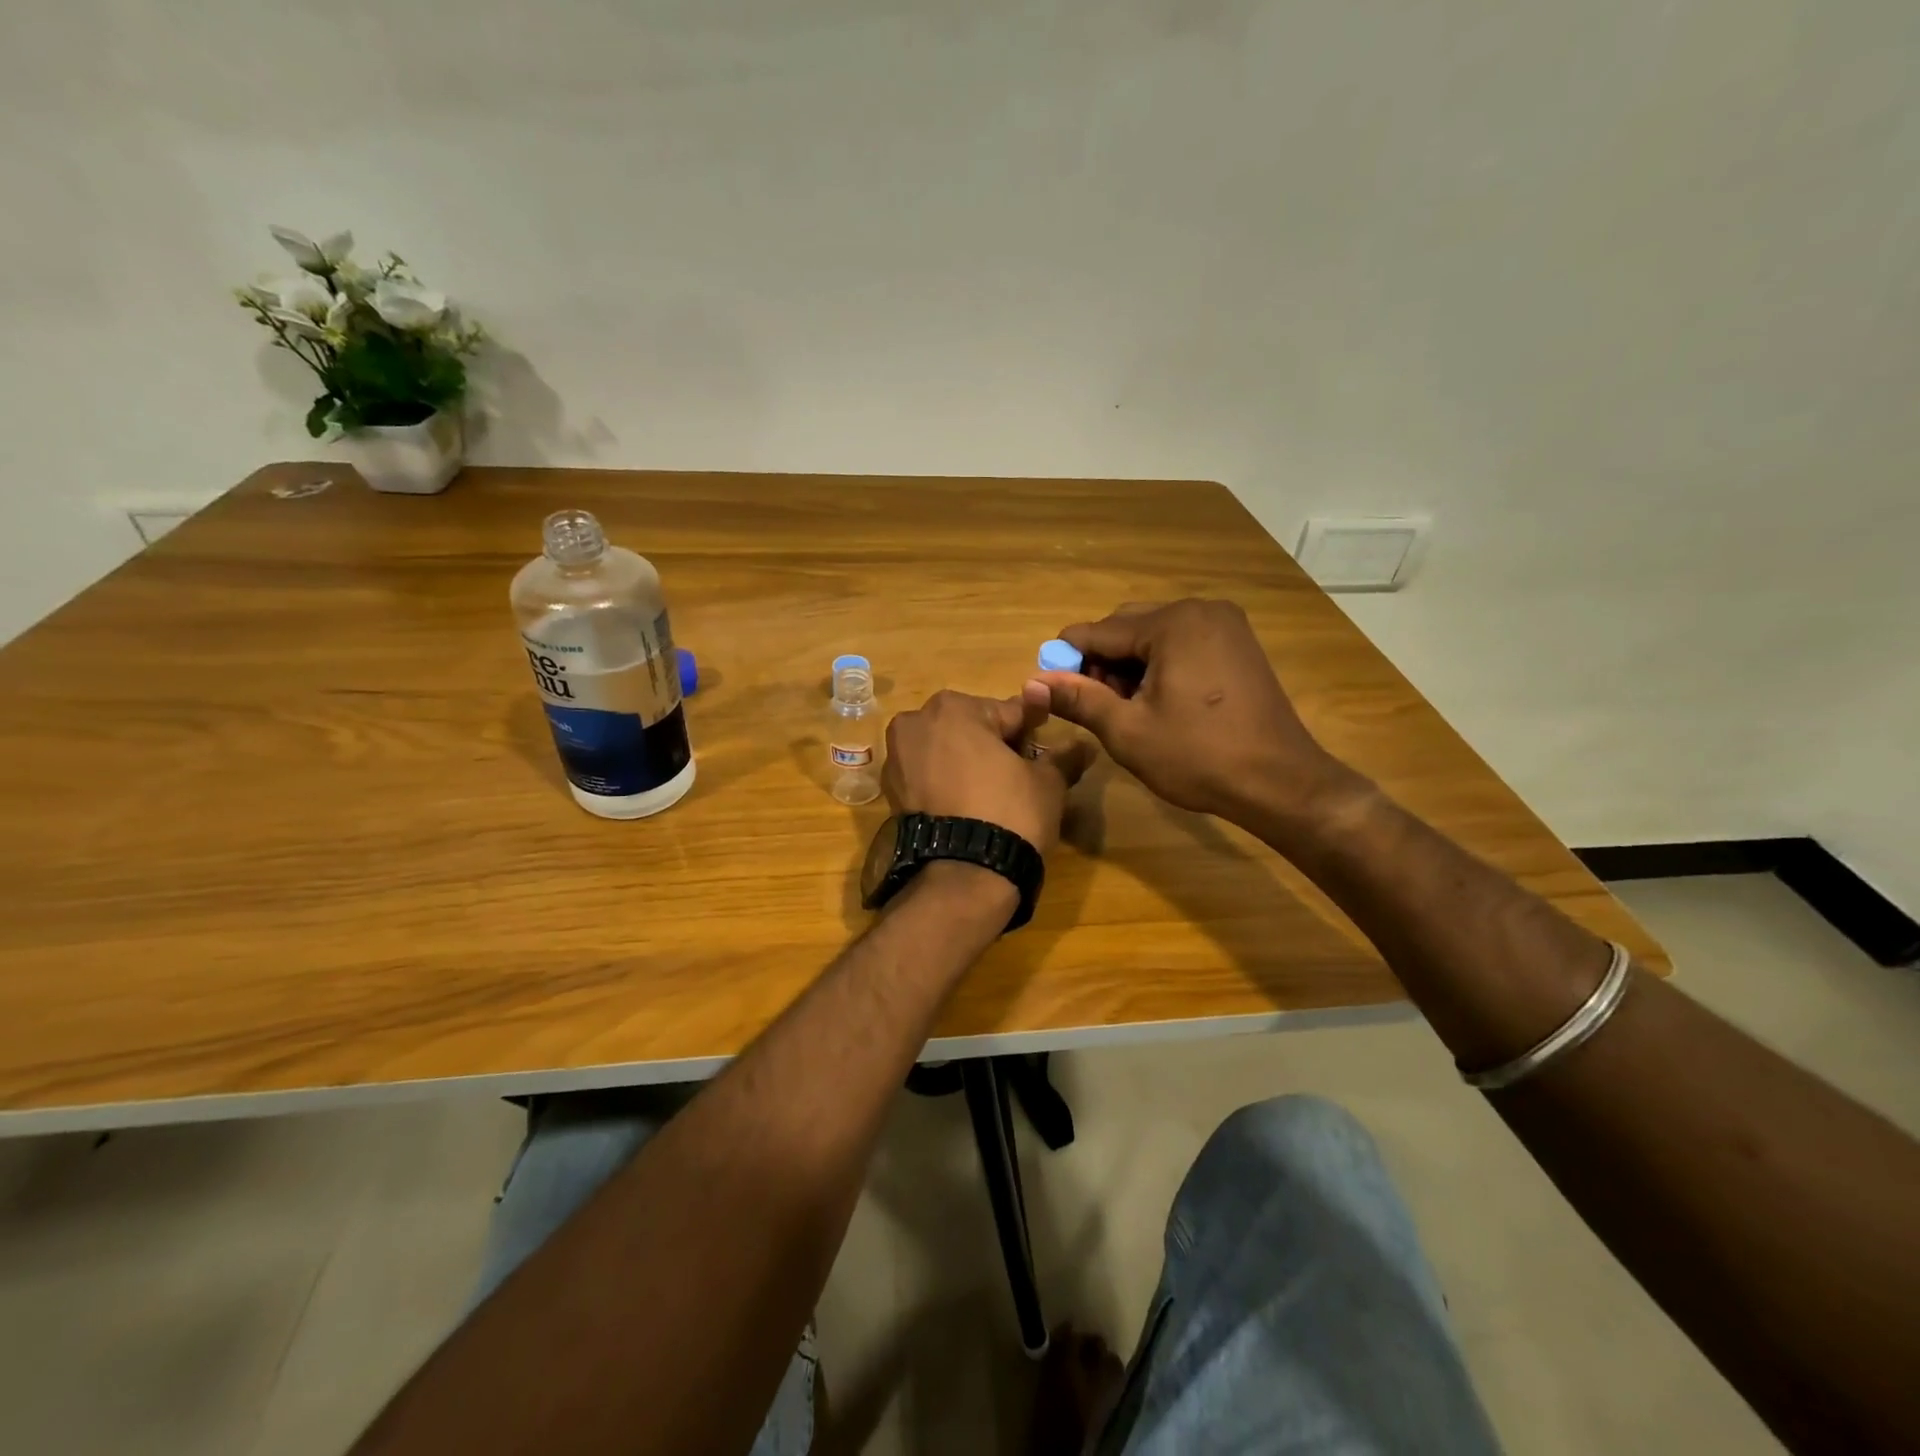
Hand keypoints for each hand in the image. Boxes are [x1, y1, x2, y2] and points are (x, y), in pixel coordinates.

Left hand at [882, 687, 1090, 852]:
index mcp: (954, 707)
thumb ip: (1063, 756)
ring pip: (946, 751)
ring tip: (992, 797)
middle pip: (971, 728)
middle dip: (993, 746)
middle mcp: (916, 722)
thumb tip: (1084, 745)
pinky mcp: (890, 791)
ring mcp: (897, 757)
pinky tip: (966, 807)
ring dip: (967, 764)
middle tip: (1017, 779)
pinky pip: (927, 776)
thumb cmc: (1010, 813)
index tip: (1042, 753)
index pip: (1008, 713)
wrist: (963, 875)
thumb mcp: (1047, 782)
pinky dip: (945, 784)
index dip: (1030, 733)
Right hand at [1031, 599, 1353, 825]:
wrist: (1280, 782)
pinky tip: (1157, 700)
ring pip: (1154, 635)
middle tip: (1095, 705)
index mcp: (1172, 623)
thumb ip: (1077, 699)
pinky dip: (1159, 664)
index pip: (1099, 631)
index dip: (1067, 659)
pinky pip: (1182, 642)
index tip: (1049, 687)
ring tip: (1125, 708)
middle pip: (1127, 626)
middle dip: (1101, 662)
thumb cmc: (1198, 757)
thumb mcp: (1127, 731)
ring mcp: (1225, 624)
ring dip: (1129, 664)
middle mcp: (1200, 610)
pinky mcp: (1237, 644)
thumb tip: (1031, 681)